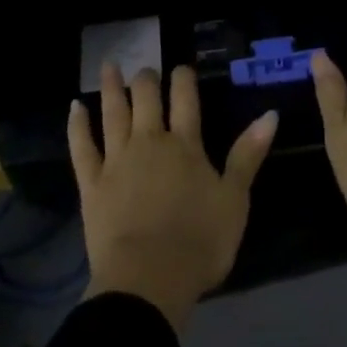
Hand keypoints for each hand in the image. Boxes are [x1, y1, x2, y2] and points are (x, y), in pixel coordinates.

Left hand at [67, 62, 277, 332]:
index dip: (183, 79)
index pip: (185, 99)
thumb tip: (271, 114)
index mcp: (185, 145)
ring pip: (113, 113)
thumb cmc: (199, 243)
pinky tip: (75, 107)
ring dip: (111, 87)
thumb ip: (248, 154)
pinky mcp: (92, 184)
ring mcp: (117, 160)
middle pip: (146, 98)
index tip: (181, 68)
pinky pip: (82, 147)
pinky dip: (77, 125)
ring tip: (108, 65)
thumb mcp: (235, 200)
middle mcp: (150, 142)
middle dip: (147, 80)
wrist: (148, 281)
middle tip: (146, 70)